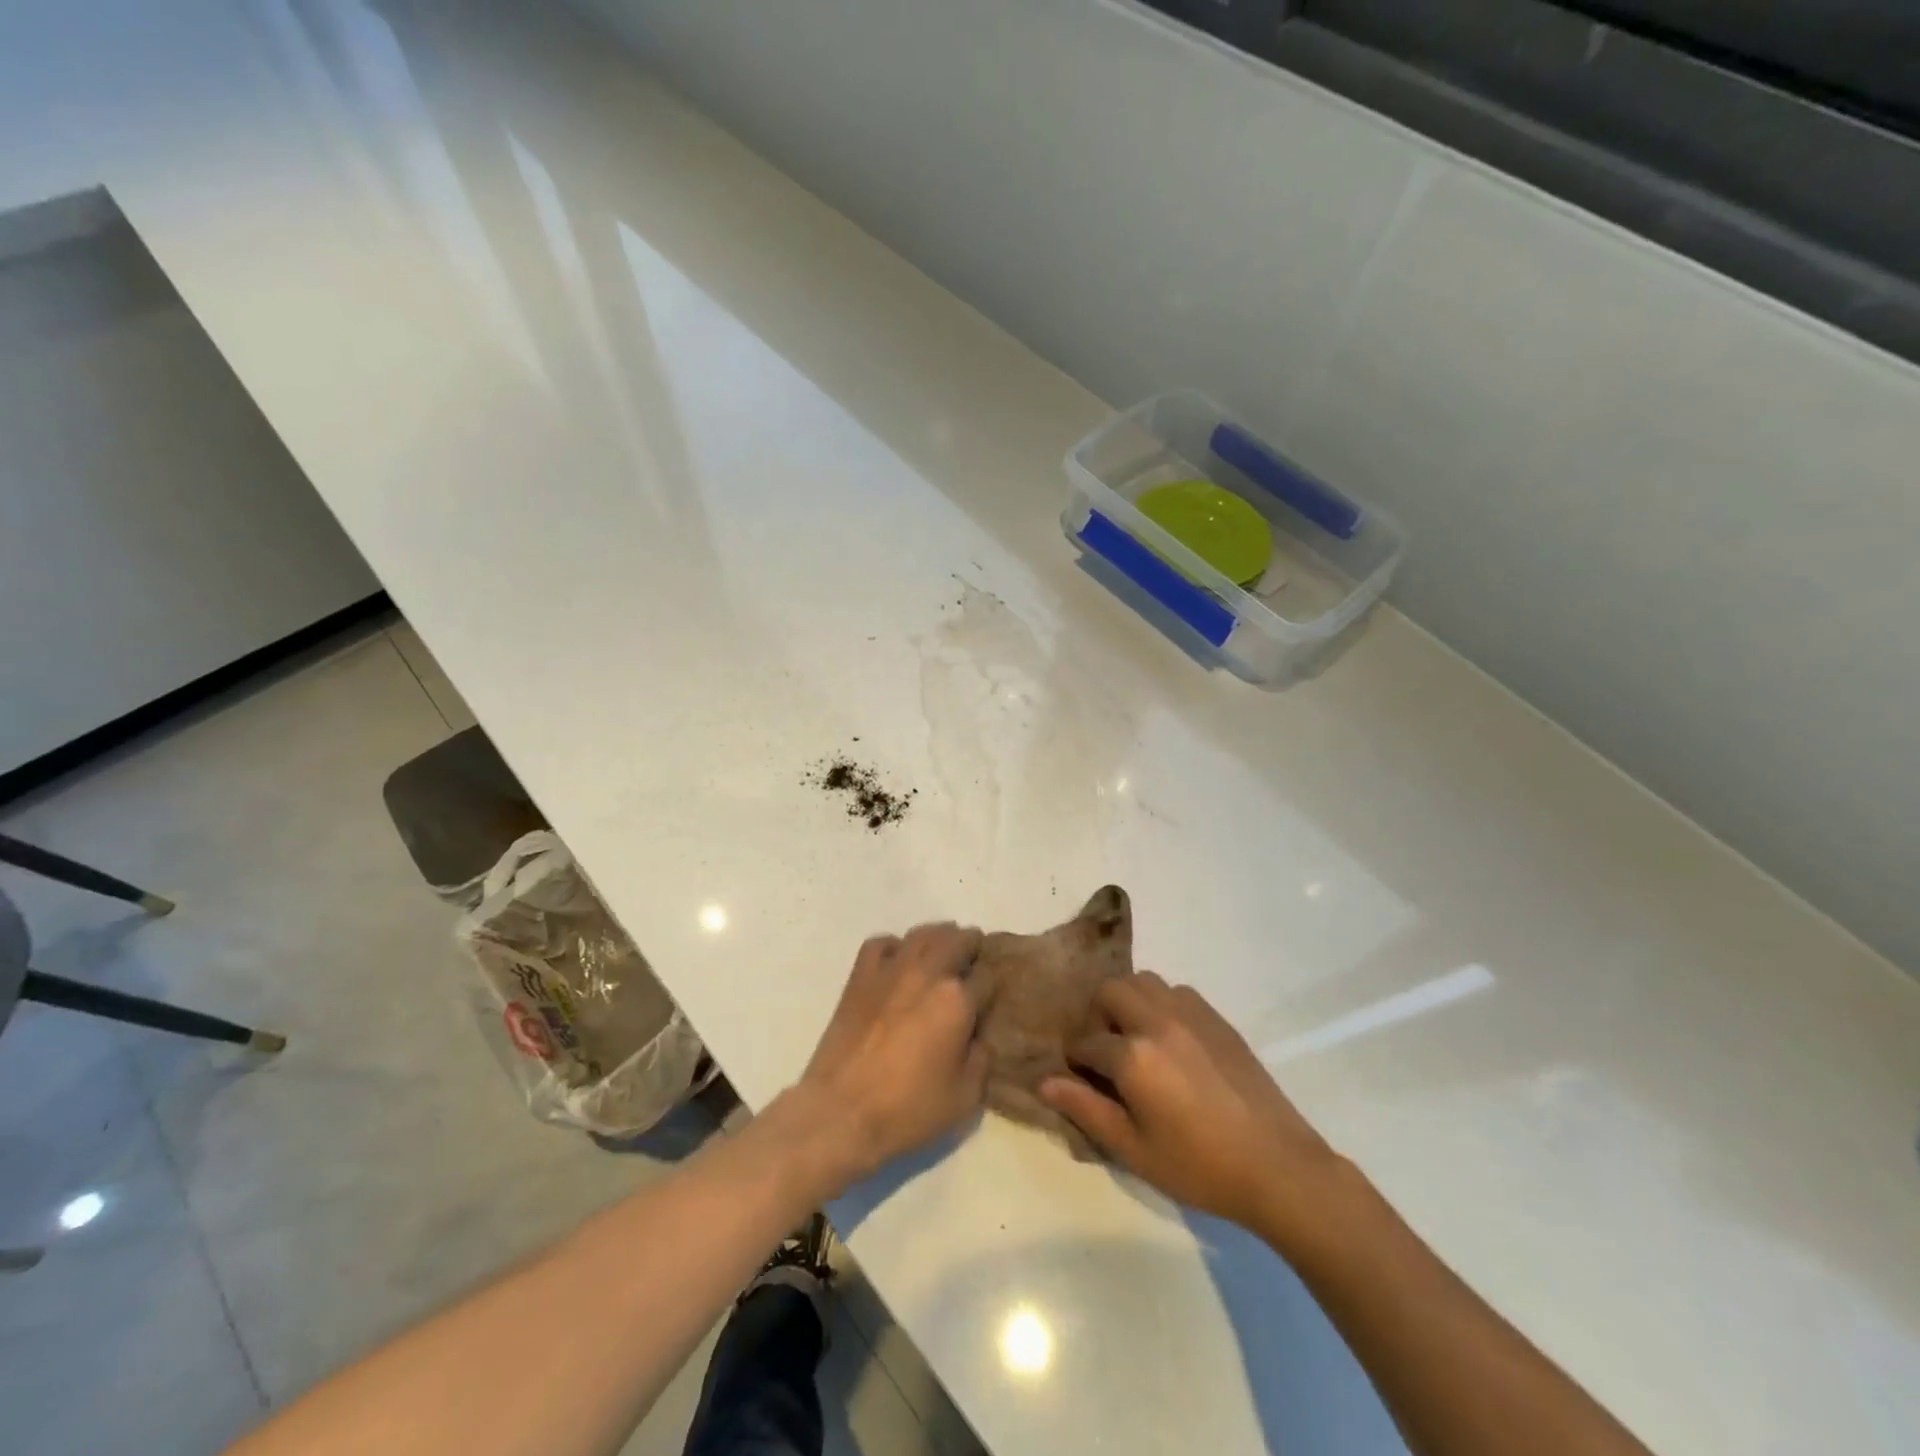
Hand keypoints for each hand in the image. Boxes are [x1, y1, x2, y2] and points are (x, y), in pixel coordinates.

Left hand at [794, 922, 988, 1192]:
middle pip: (957, 940)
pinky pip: (880, 943)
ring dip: (939, 936)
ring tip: (943, 948)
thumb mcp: (965, 1097)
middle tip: (973, 957)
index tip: (989, 996)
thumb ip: (981, 1059)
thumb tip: (977, 1038)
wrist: (841, 1112)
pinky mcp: (860, 977)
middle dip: (971, 945)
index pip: (986, 977)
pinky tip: (898, 960)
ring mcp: (890, 970)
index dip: (991, 986)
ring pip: (922, 934)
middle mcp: (927, 973)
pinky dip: (894, 946)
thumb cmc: (908, 1109)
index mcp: (957, 1000)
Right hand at [1040, 972, 1345, 1240]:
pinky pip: (1177, 992)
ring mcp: (1190, 1015)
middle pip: (1110, 991)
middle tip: (1105, 1051)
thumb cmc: (1199, 1167)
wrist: (1277, 1166)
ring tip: (1136, 1039)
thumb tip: (1044, 1081)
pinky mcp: (1217, 1018)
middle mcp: (1157, 1022)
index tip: (1079, 1077)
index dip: (1076, 1060)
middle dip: (1097, 1015)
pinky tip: (1171, 1040)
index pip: (1086, 1042)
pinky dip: (1162, 1004)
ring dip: (1129, 1002)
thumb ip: (1087, 1109)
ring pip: (1144, 981)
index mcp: (1133, 1056)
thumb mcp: (1134, 1149)